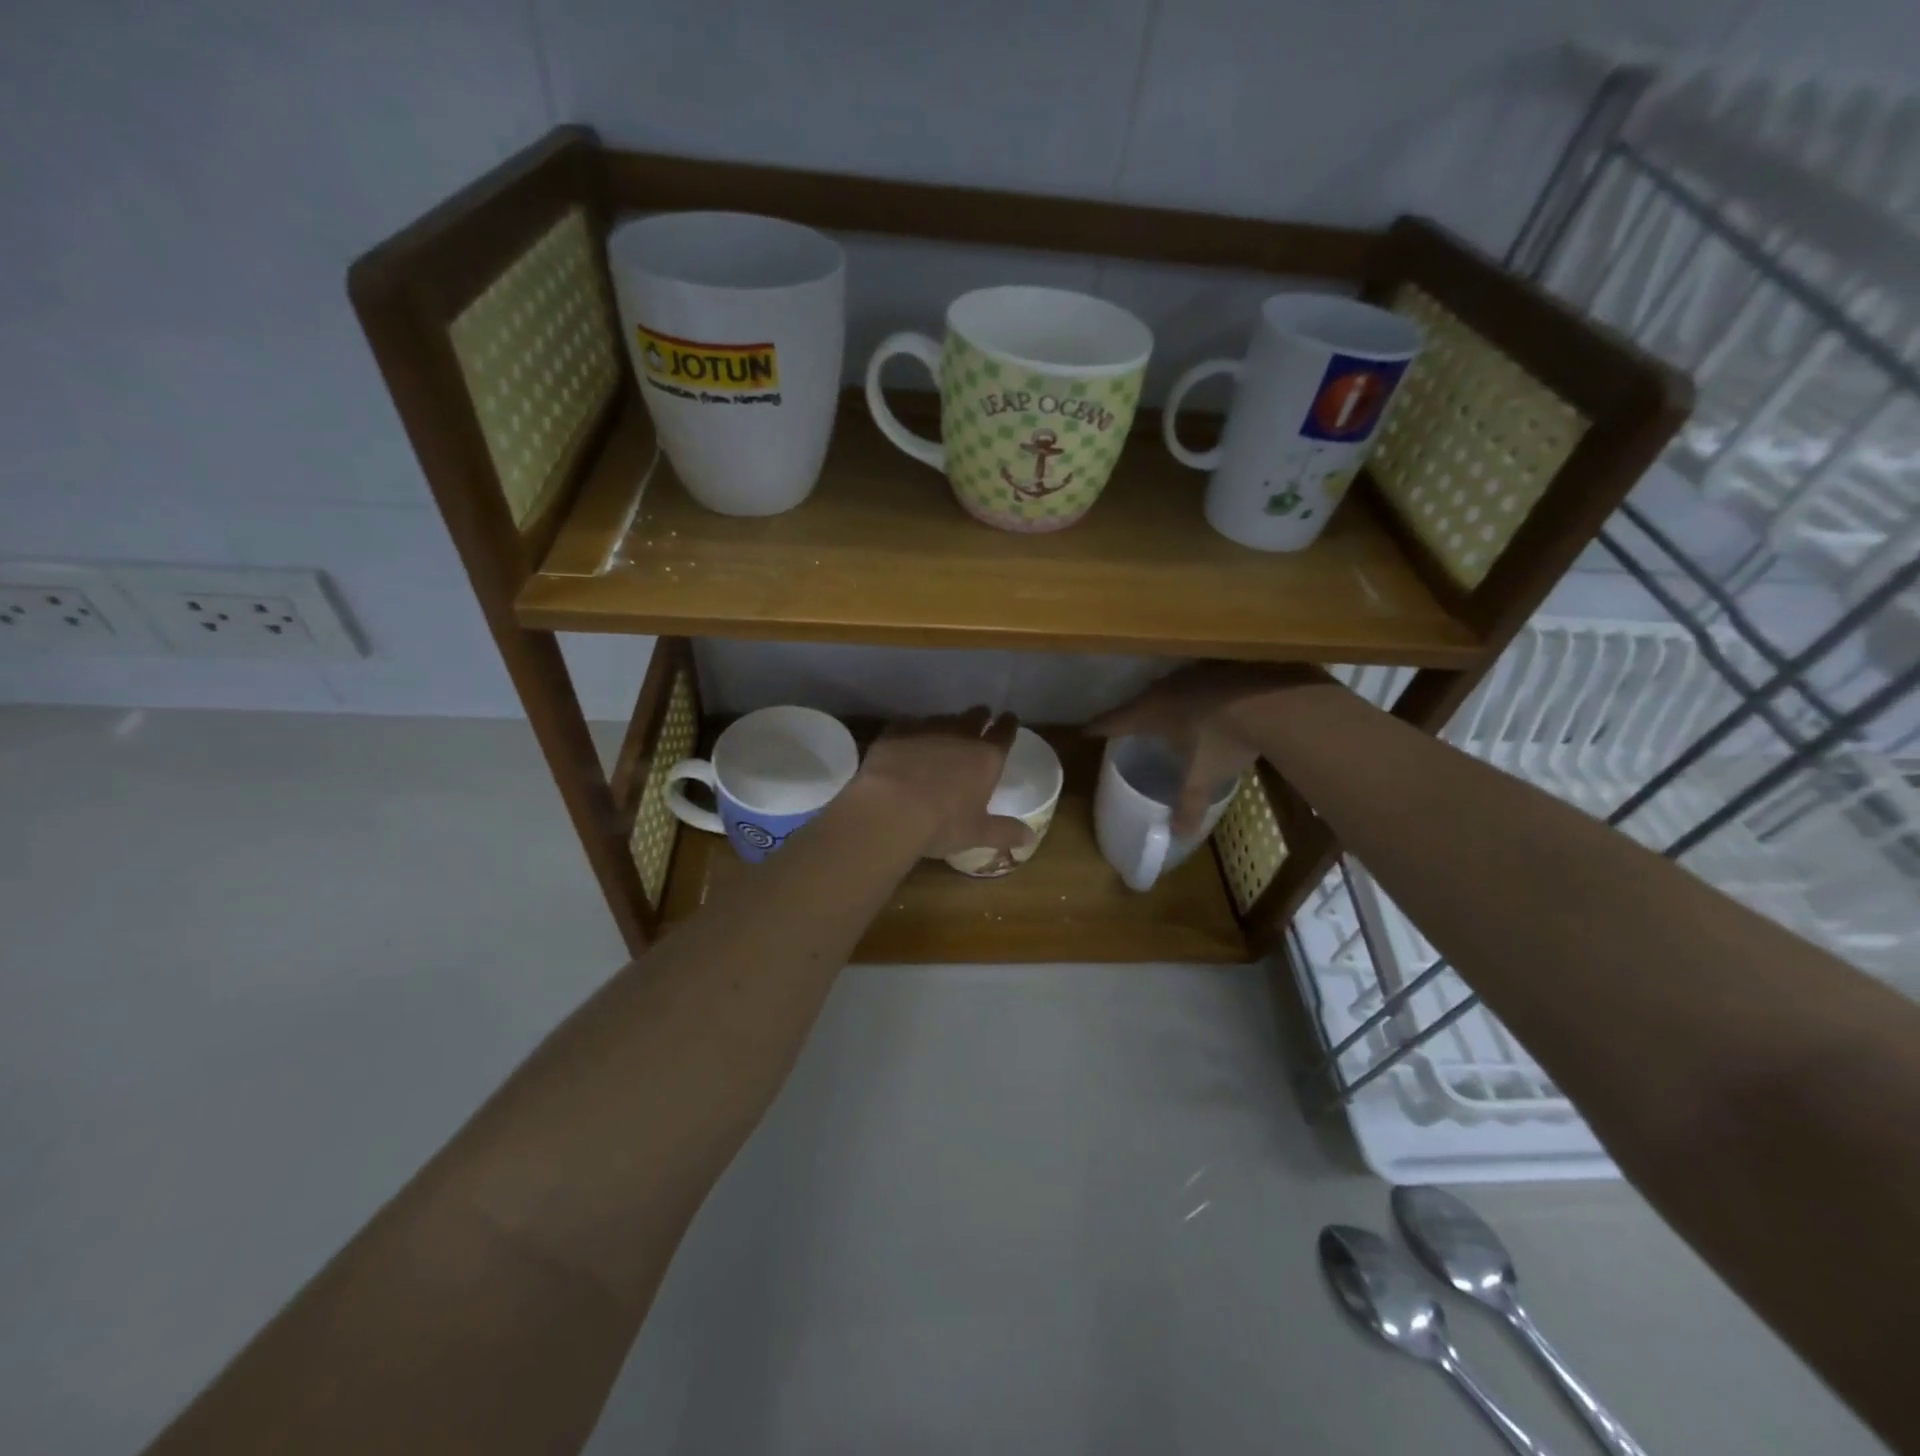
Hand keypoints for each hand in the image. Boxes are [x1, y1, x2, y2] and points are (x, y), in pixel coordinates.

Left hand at [851, 708, 1033, 858]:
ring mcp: (926, 729)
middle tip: (980, 720)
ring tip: (942, 735)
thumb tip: (1030, 836)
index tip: (1009, 719)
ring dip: (946, 725)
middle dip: (980, 717)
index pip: (1004, 732)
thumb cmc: (942, 825)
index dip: (1008, 724)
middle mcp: (960, 735)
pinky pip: (909, 725)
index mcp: (986, 757)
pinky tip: (907, 742)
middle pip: (975, 716)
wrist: (890, 811)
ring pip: (942, 719)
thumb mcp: (977, 833)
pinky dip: (912, 731)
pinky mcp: (896, 732)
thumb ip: (1005, 832)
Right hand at [1089, 663, 1329, 834]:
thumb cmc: (1222, 740)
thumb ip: (1188, 806)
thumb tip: (1178, 836)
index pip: (1114, 721)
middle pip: (1139, 702)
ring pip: (1168, 689)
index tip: (1085, 732)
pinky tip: (1204, 704)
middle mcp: (1164, 689)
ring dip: (1164, 702)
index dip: (1098, 728)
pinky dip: (1194, 695)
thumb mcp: (1203, 778)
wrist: (1270, 700)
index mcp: (1150, 713)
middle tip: (1128, 726)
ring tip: (1165, 715)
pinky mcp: (1219, 667)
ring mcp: (1192, 674)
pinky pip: (1196, 682)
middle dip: (1132, 715)